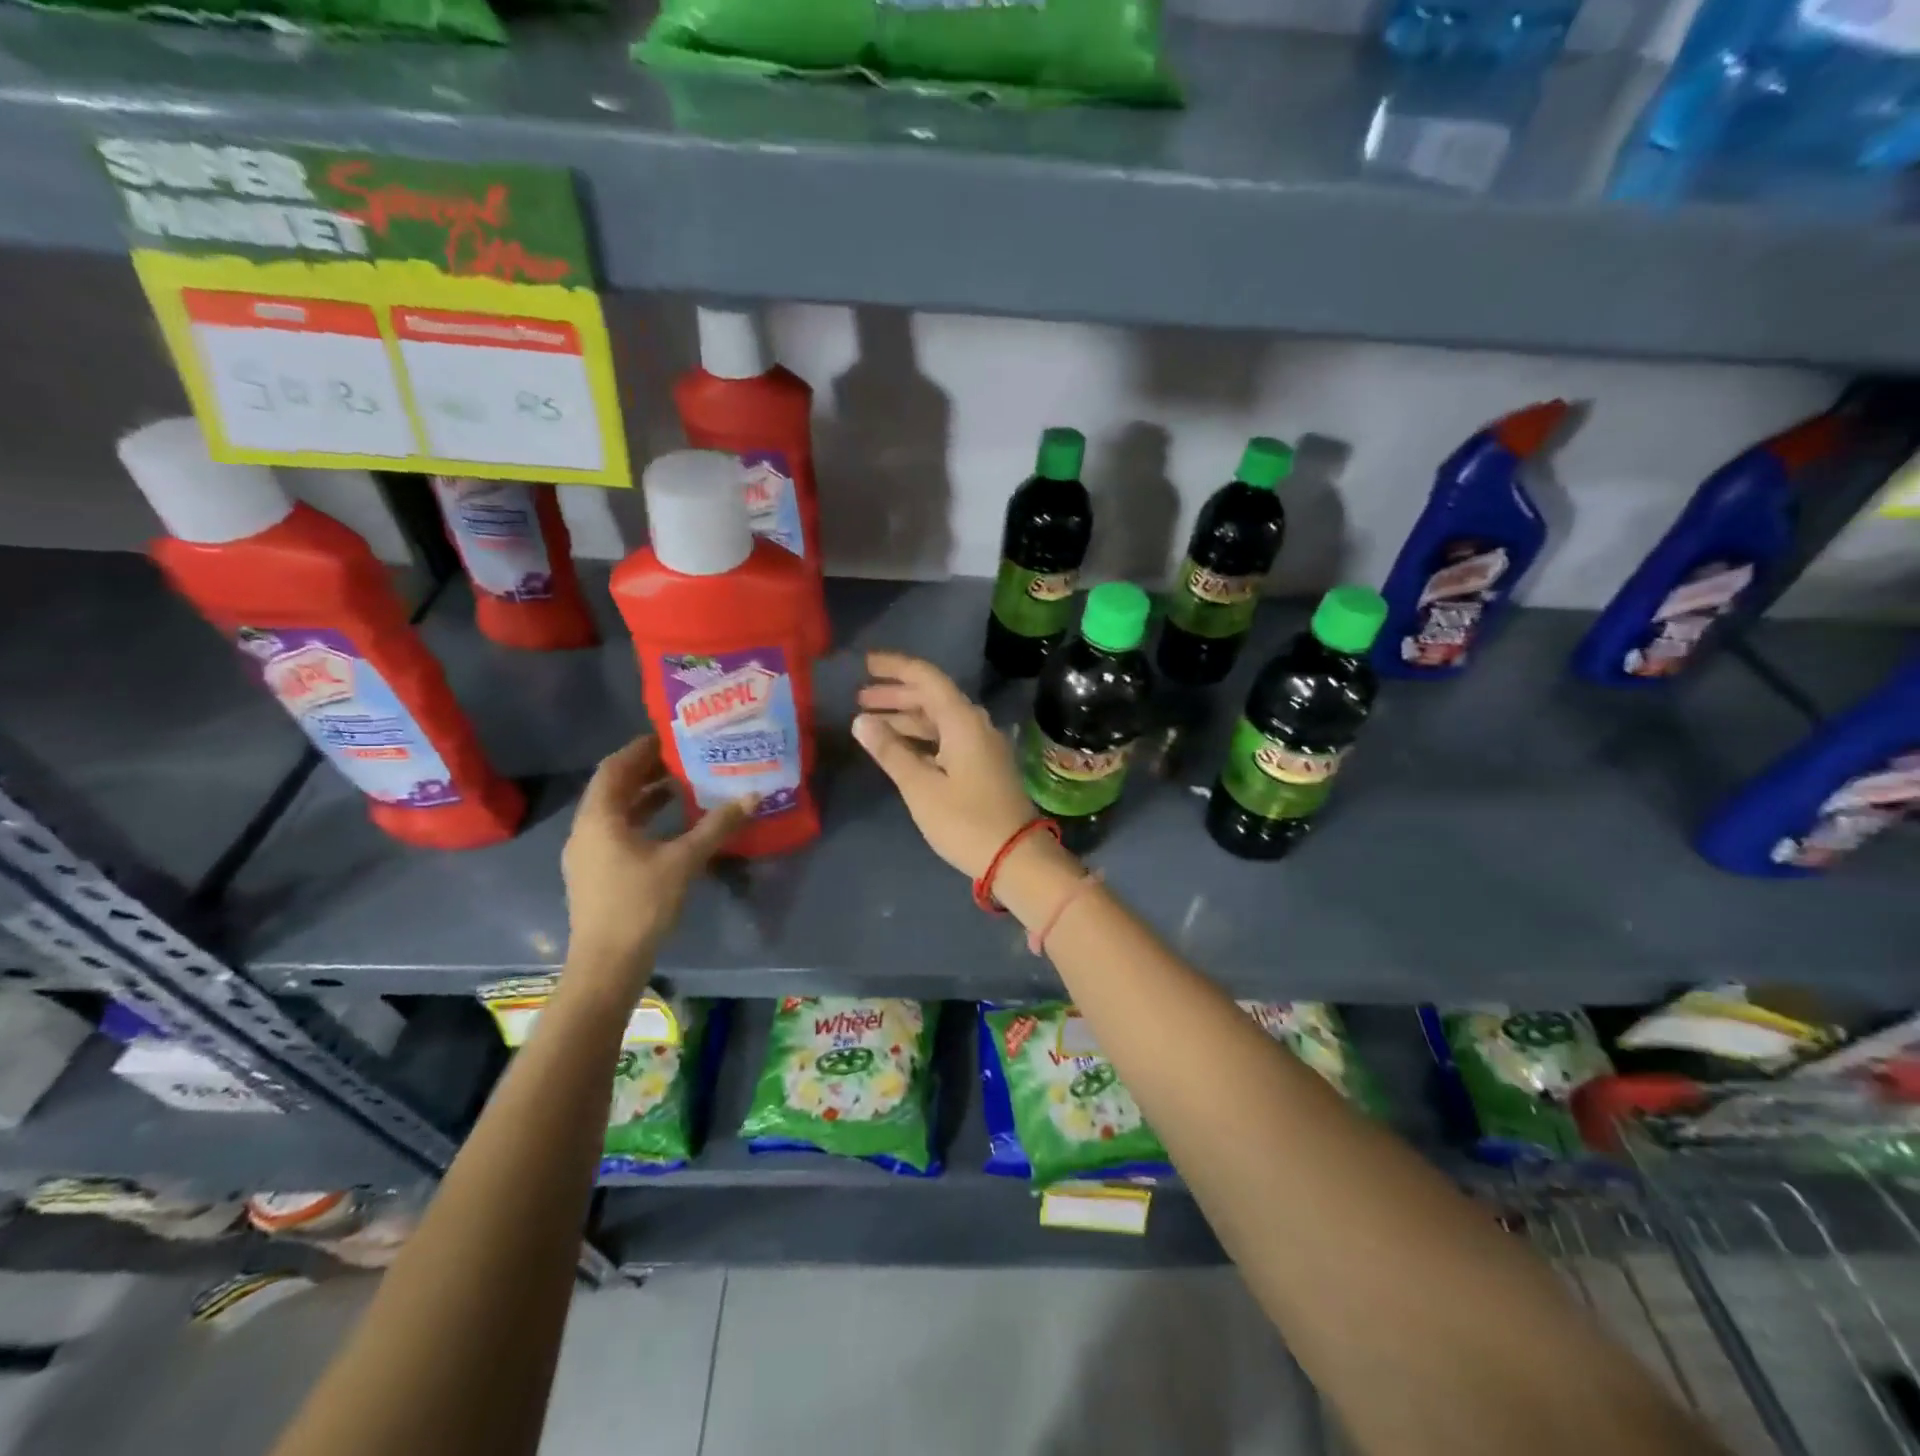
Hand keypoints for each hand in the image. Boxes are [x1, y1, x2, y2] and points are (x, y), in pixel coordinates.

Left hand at [560, 735, 750, 998]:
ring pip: (614, 811)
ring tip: (680, 785)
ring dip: (644, 795)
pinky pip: (616, 831)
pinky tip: (669, 826)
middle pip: (613, 787)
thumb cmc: (641, 904)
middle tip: (681, 757)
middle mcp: (585, 829)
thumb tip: (752, 795)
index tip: (670, 736)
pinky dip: (641, 819)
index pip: (615, 767)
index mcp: (599, 817)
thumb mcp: (684, 861)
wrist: (607, 963)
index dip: (641, 748)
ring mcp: (586, 853)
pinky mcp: (594, 873)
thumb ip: (717, 826)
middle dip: (645, 770)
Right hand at [853, 651, 1046, 878]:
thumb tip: (861, 720)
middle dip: (895, 694)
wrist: (1016, 857)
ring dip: (906, 717)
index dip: (895, 667)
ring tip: (870, 722)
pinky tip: (899, 747)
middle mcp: (975, 724)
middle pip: (932, 697)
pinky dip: (921, 738)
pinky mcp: (983, 765)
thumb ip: (890, 751)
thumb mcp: (921, 788)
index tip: (865, 663)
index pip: (926, 677)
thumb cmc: (965, 821)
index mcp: (962, 721)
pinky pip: (947, 738)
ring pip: (938, 719)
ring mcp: (981, 745)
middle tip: (859, 697)